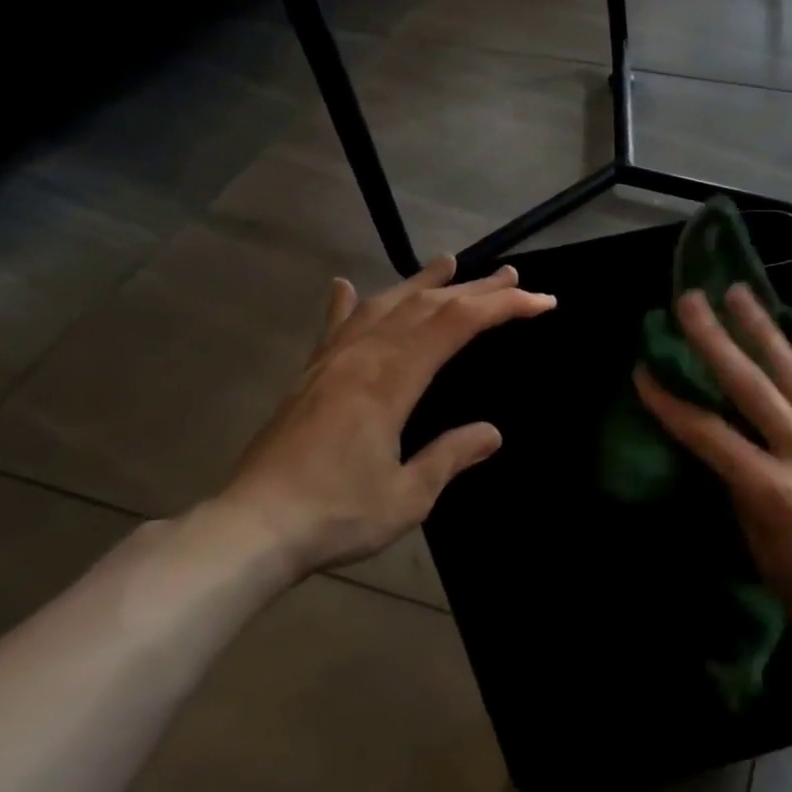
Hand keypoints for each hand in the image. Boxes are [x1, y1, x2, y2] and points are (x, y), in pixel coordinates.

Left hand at [216, 257, 555, 577]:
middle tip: (511, 275)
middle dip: (475, 288)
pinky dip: (347, 304)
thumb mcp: (408, 495)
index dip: (503, 306)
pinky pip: (333, 328)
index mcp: (390, 380)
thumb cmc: (336, 514)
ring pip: (383, 306)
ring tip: (448, 262)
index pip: (457, 325)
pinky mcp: (307, 377)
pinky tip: (346, 286)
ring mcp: (330, 363)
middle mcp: (361, 358)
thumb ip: (450, 456)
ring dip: (420, 282)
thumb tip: (492, 433)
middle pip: (426, 306)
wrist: (250, 528)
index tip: (541, 301)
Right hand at [634, 285, 791, 676]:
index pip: (709, 434)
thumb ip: (745, 495)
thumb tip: (731, 452)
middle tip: (691, 301)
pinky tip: (784, 350)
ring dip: (763, 332)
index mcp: (774, 493)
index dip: (671, 402)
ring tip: (740, 295)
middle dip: (715, 339)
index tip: (643, 371)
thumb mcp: (764, 555)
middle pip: (752, 385)